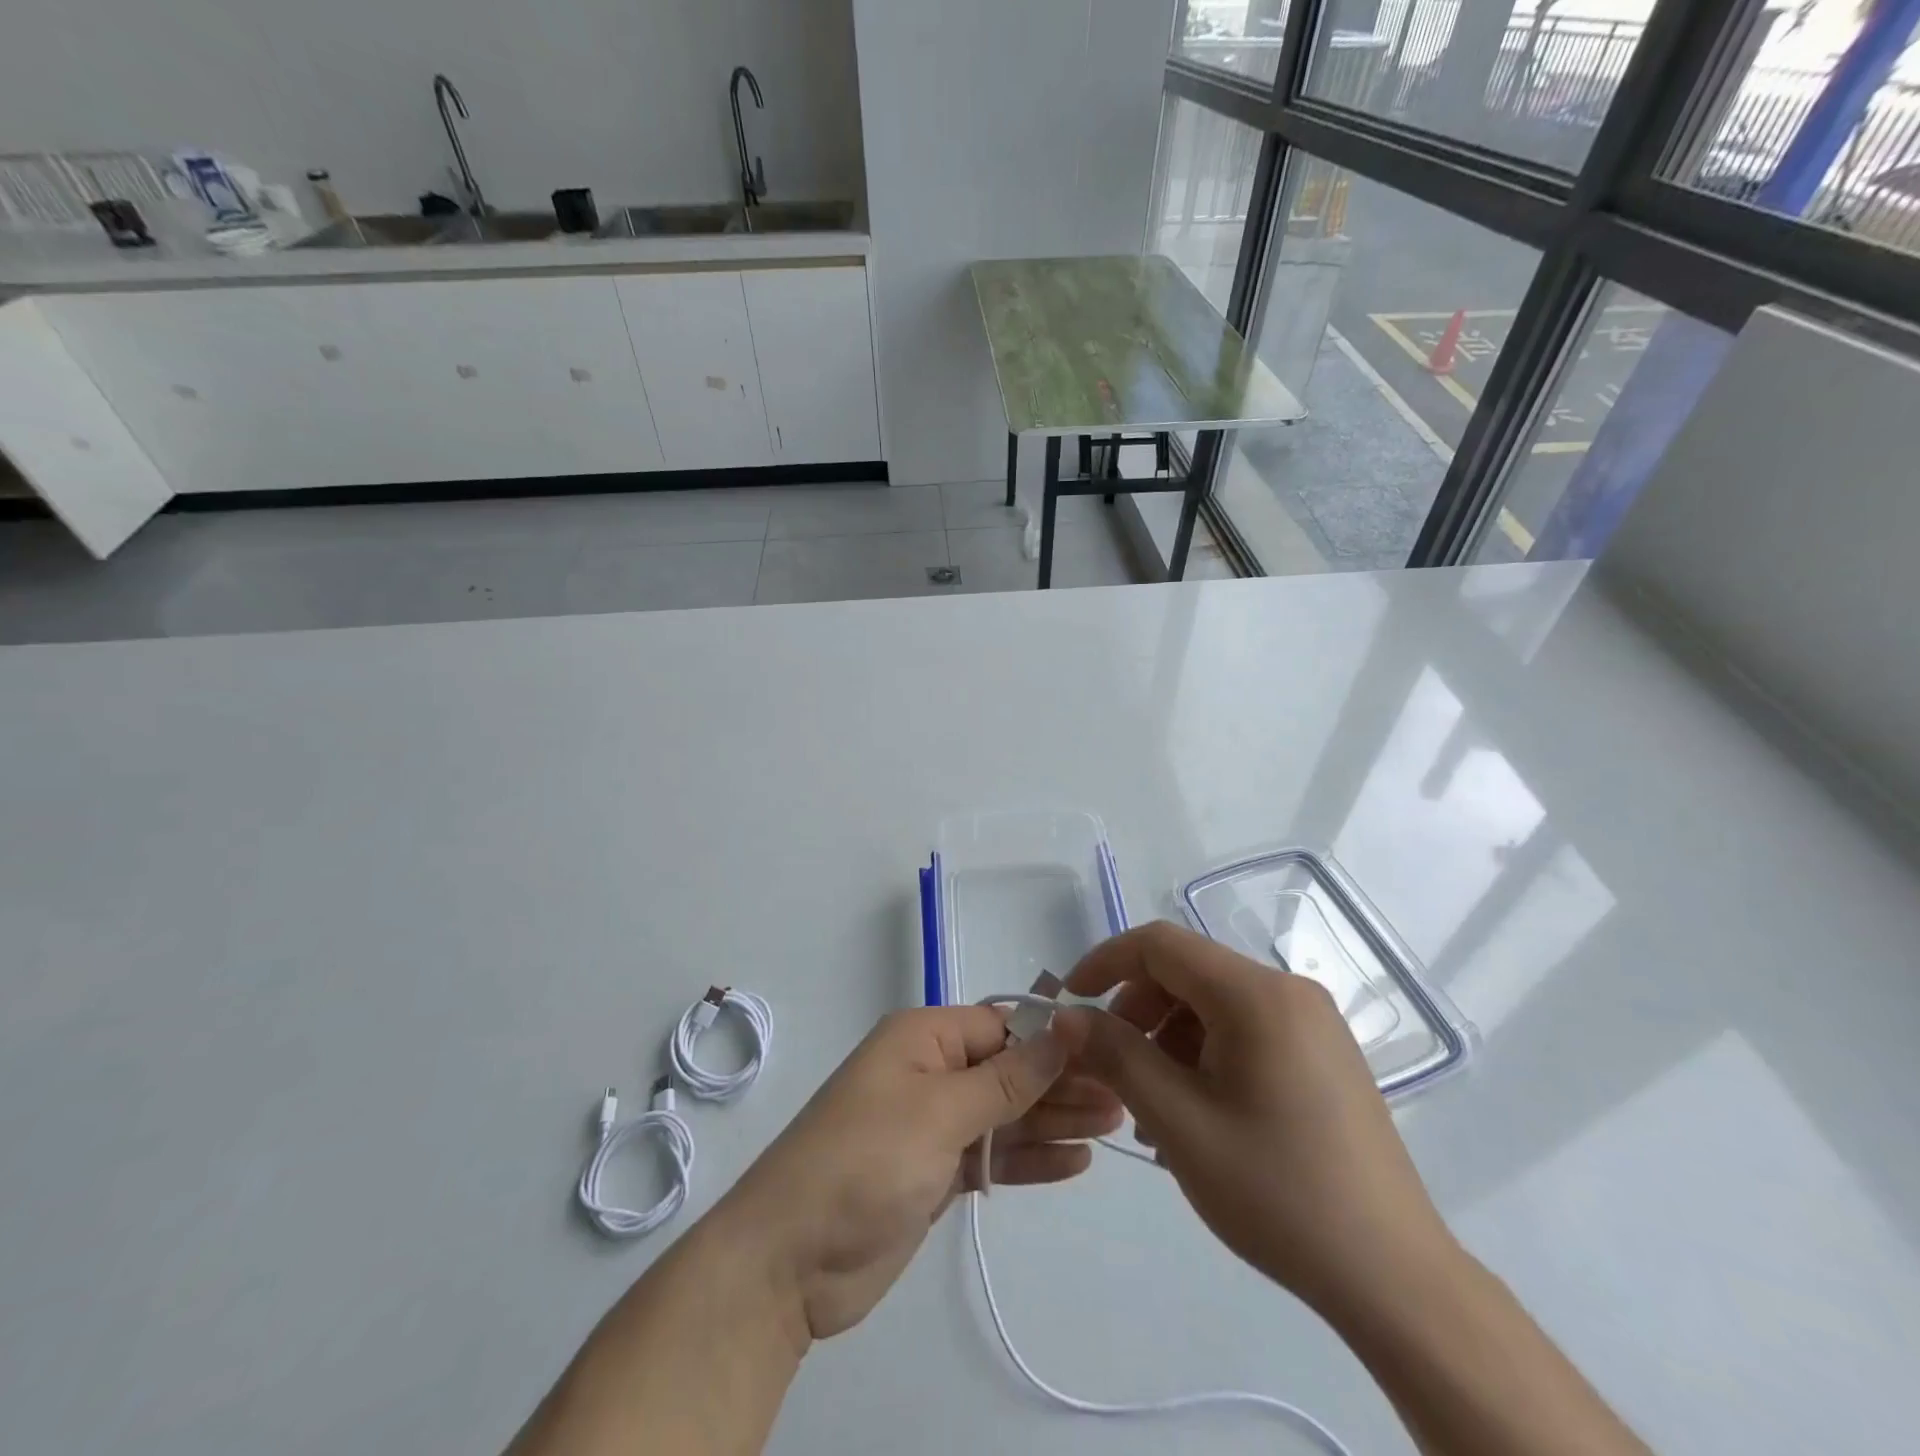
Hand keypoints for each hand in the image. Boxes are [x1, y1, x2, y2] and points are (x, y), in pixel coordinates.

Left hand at [718, 1007, 1122, 1341]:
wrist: (789, 1260)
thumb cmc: (866, 1161)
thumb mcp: (939, 1111)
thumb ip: (1006, 1077)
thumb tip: (1063, 1028)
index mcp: (923, 1039)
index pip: (1000, 1026)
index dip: (1053, 1040)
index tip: (1109, 1053)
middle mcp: (929, 1073)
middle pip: (1008, 1070)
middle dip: (1062, 1083)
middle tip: (1124, 1097)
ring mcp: (932, 1126)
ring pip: (1005, 1114)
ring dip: (1054, 1121)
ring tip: (1114, 1126)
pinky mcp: (934, 1174)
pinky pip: (992, 1156)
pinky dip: (1030, 1158)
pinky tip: (1075, 1162)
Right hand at [1052, 922, 1458, 1320]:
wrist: (1393, 1277)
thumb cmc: (1277, 1192)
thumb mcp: (1178, 1122)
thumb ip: (1116, 1056)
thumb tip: (1067, 1016)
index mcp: (1256, 995)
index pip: (1160, 944)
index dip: (1105, 962)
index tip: (1071, 1004)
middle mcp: (1288, 991)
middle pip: (1187, 972)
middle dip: (1137, 1009)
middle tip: (1111, 1068)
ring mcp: (1312, 1022)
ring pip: (1213, 1003)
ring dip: (1167, 1038)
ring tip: (1152, 1107)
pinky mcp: (1322, 1053)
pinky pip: (1244, 1029)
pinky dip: (1204, 1053)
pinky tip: (1195, 1112)